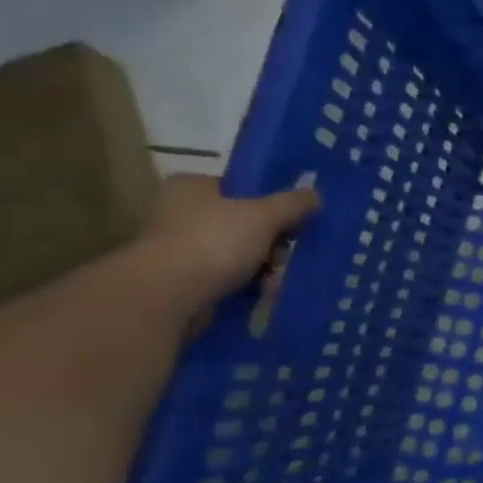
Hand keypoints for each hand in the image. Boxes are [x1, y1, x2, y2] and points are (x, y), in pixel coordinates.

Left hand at [134, 174, 320, 318]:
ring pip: (239, 253)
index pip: (242, 189)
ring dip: (264, 267)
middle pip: (245, 223)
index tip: (294, 222)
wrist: (167, 296)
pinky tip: (264, 293)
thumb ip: (293, 203)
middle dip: (273, 243)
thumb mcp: (265, 215)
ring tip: (277, 280)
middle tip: (286, 256)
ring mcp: (179, 248)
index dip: (272, 204)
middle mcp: (180, 213)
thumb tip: (315, 195)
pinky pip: (227, 277)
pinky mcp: (182, 280)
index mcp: (192, 187)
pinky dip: (247, 285)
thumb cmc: (214, 242)